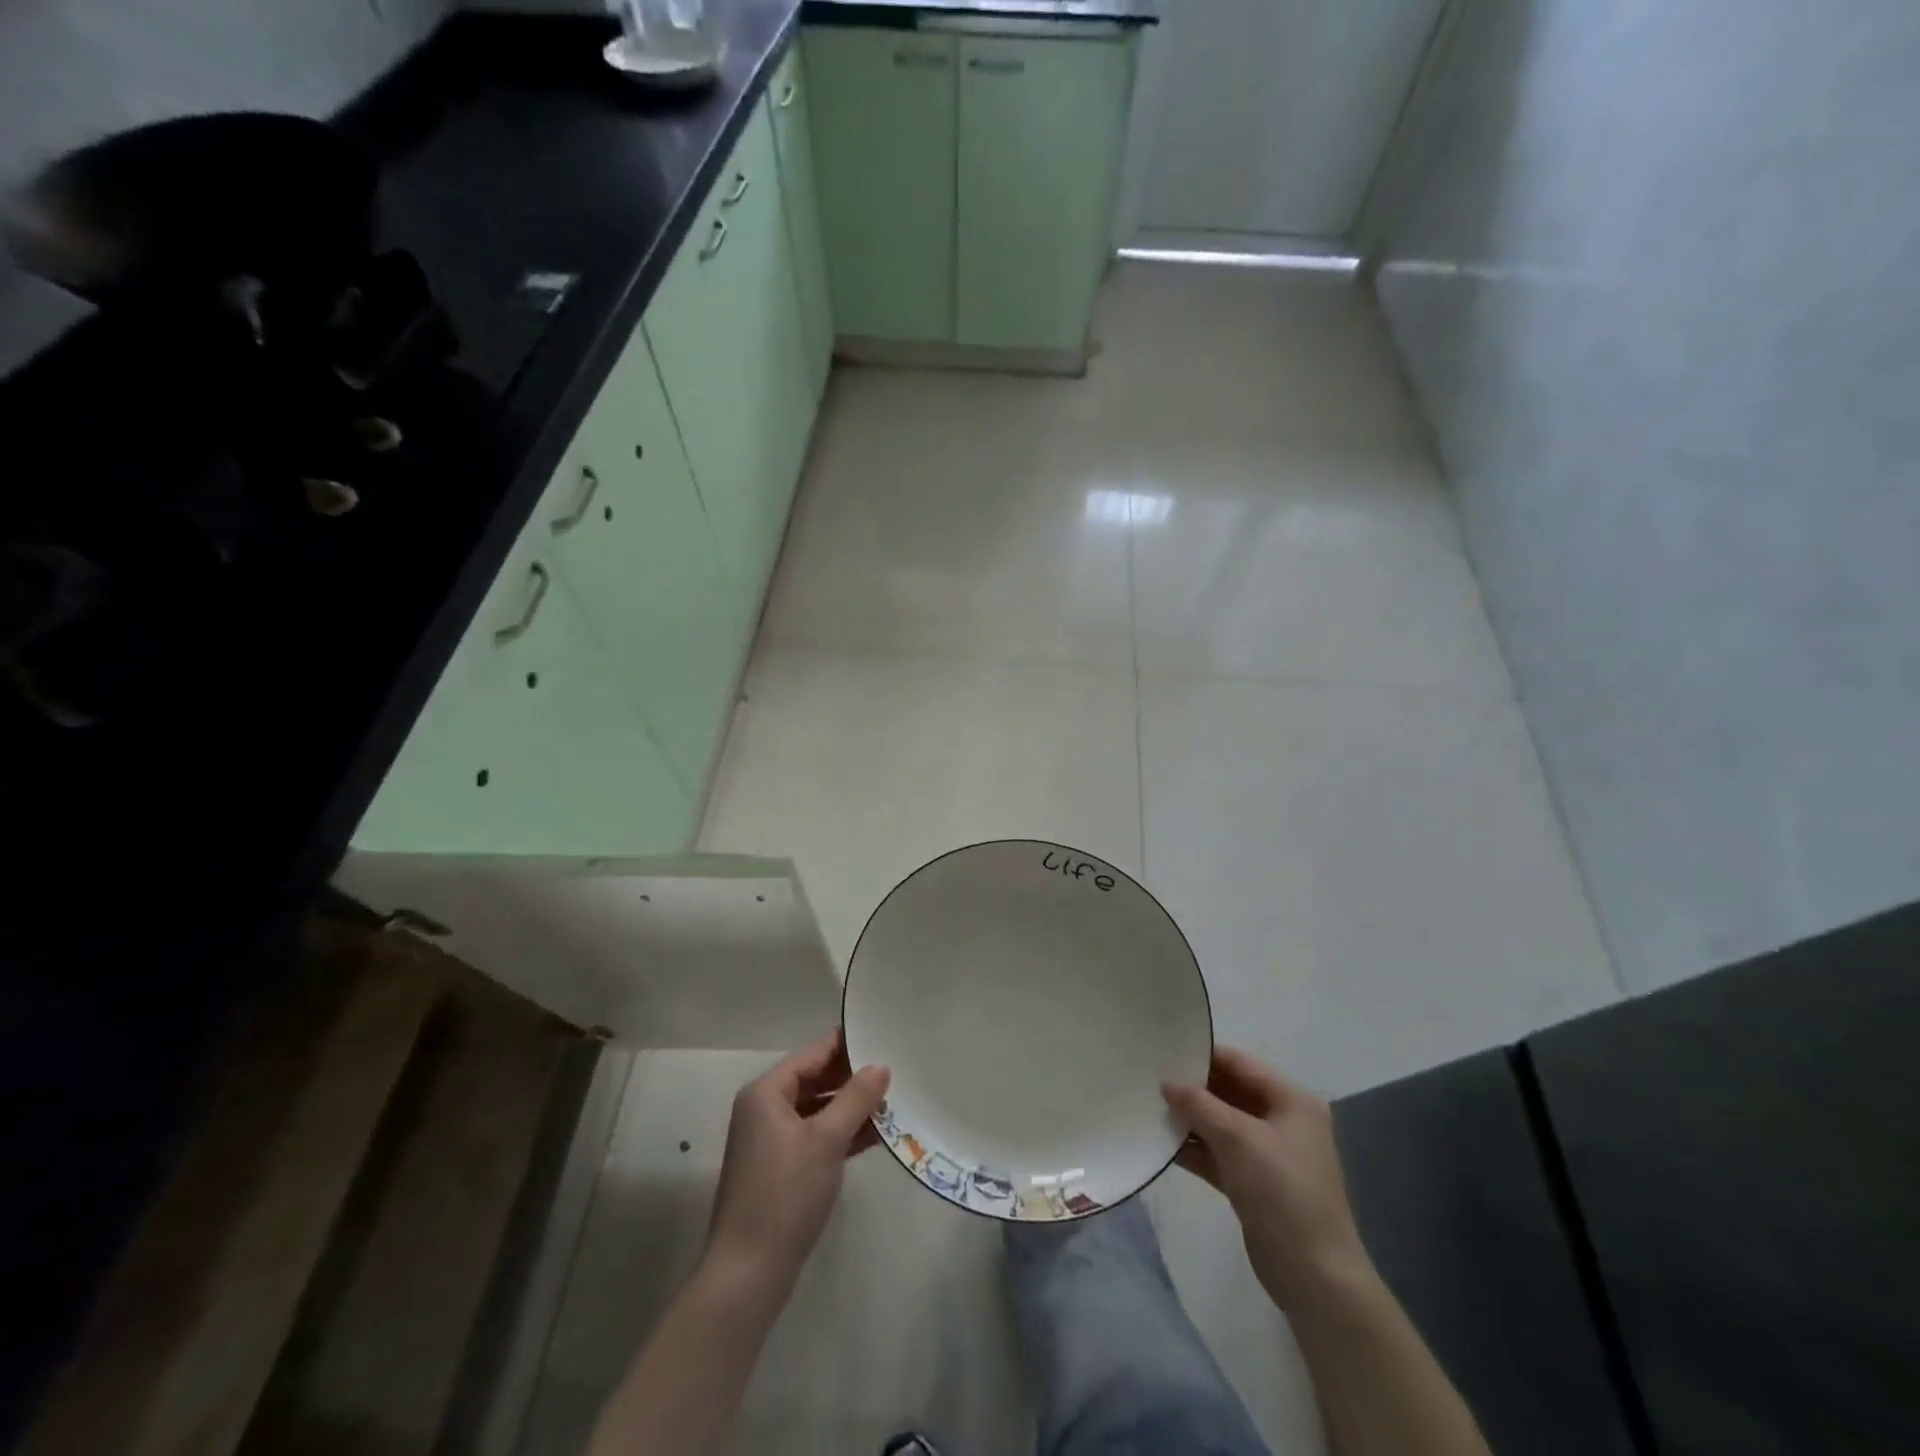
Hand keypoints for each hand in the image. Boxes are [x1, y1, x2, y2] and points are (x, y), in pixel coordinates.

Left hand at [703, 1030, 890, 1303]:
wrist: (748, 1274)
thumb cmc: (785, 1194)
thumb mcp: (826, 1140)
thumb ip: (856, 1098)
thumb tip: (881, 1066)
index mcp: (767, 1092)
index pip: (813, 1054)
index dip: (847, 1045)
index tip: (883, 1036)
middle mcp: (765, 1109)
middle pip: (815, 1080)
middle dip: (853, 1077)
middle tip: (895, 1070)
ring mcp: (772, 1140)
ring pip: (818, 1109)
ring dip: (851, 1107)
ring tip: (893, 1101)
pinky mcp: (781, 1168)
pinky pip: (816, 1136)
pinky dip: (842, 1133)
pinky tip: (876, 1135)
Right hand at [1163, 1046, 1371, 1312]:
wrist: (1314, 1278)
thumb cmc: (1282, 1192)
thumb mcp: (1238, 1139)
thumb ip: (1199, 1105)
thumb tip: (1167, 1083)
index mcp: (1291, 1100)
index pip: (1240, 1063)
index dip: (1204, 1055)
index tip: (1164, 1050)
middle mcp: (1282, 1121)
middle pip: (1230, 1092)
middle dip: (1193, 1088)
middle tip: (1150, 1078)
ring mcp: (1268, 1154)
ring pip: (1221, 1124)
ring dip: (1190, 1119)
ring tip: (1149, 1107)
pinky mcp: (1254, 1183)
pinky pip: (1219, 1153)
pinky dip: (1195, 1148)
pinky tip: (1163, 1143)